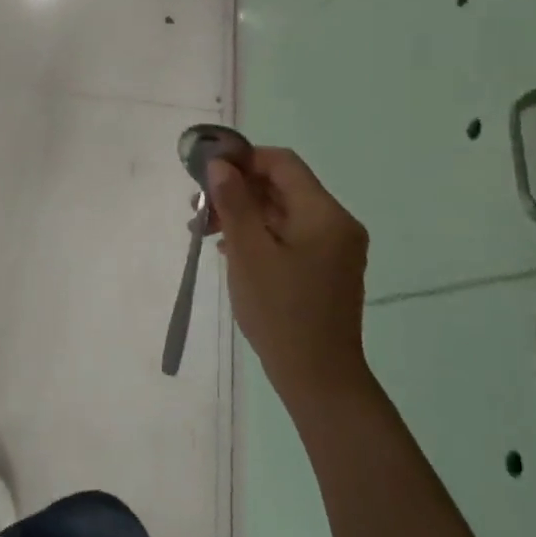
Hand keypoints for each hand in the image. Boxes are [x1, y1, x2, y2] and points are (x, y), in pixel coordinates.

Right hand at [207, 147, 370, 407]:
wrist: (317, 376)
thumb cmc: (280, 310)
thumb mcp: (248, 252)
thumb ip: (234, 203)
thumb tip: (219, 164)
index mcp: (324, 214)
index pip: (282, 163)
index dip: (243, 159)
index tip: (206, 174)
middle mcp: (336, 223)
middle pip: (282, 186)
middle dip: (238, 190)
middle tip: (198, 210)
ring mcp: (334, 247)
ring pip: (283, 212)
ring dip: (244, 213)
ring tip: (205, 232)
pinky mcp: (326, 268)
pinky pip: (289, 235)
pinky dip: (259, 234)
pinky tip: (230, 250)